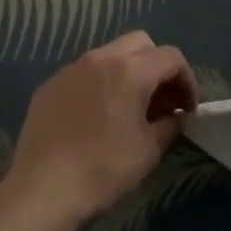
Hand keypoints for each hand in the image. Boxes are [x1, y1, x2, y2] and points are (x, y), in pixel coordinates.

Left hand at [6, 32, 197, 226]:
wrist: (43, 187)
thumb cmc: (103, 169)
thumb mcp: (148, 151)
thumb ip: (169, 125)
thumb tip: (175, 116)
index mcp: (130, 70)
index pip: (171, 57)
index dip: (186, 80)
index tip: (188, 109)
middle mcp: (101, 57)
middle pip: (140, 43)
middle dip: (157, 66)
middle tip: (162, 100)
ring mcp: (72, 67)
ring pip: (110, 54)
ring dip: (128, 72)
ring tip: (129, 108)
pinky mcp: (51, 83)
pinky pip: (84, 72)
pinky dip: (100, 84)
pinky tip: (96, 117)